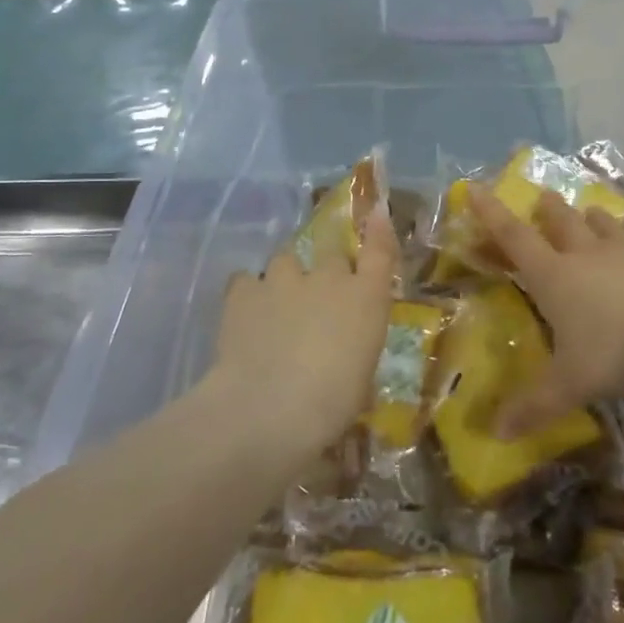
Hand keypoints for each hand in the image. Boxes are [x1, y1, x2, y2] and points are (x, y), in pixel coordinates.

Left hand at [209, 206, 399, 460]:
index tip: (375, 213)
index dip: (378, 230)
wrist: (268, 409)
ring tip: (276, 306)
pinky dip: (248, 294)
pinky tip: (245, 316)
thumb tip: (345, 355)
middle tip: (318, 297)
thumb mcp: (359, 383)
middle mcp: (328, 278)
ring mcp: (283, 280)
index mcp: (366, 299)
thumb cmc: (331, 405)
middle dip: (326, 268)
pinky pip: (246, 281)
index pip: (380, 251)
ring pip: (285, 260)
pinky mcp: (243, 292)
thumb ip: (354, 352)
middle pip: (330, 251)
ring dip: (285, 278)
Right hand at [470, 186, 623, 437]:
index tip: (475, 188)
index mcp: (555, 277)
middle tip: (543, 196)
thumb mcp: (570, 385)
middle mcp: (588, 258)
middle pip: (564, 224)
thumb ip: (535, 406)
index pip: (514, 238)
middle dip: (549, 210)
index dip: (491, 214)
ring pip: (606, 229)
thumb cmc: (615, 352)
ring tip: (592, 211)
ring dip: (595, 220)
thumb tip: (497, 436)